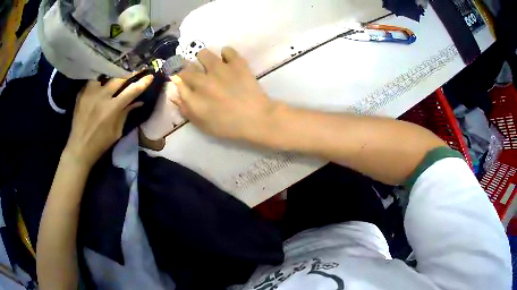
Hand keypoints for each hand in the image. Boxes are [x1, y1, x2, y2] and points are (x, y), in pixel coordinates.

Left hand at [65, 75, 153, 167]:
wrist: (79, 148)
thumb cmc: (100, 144)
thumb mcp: (117, 132)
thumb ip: (126, 114)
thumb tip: (138, 102)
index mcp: (112, 109)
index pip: (131, 91)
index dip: (142, 82)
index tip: (149, 76)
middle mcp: (102, 97)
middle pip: (119, 79)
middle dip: (128, 76)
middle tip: (133, 75)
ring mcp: (90, 93)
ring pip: (105, 77)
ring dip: (111, 79)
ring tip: (112, 82)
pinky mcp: (81, 94)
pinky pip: (92, 82)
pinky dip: (98, 84)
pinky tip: (99, 89)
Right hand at [172, 47, 278, 139]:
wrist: (257, 118)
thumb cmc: (229, 126)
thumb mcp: (203, 125)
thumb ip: (187, 110)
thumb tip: (175, 95)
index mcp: (193, 98)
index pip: (178, 82)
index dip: (180, 81)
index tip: (185, 82)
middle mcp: (202, 81)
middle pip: (186, 67)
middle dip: (188, 70)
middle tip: (197, 75)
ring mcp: (220, 70)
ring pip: (203, 54)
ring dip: (204, 59)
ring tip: (211, 65)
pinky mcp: (236, 63)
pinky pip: (227, 50)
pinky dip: (226, 54)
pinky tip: (228, 61)